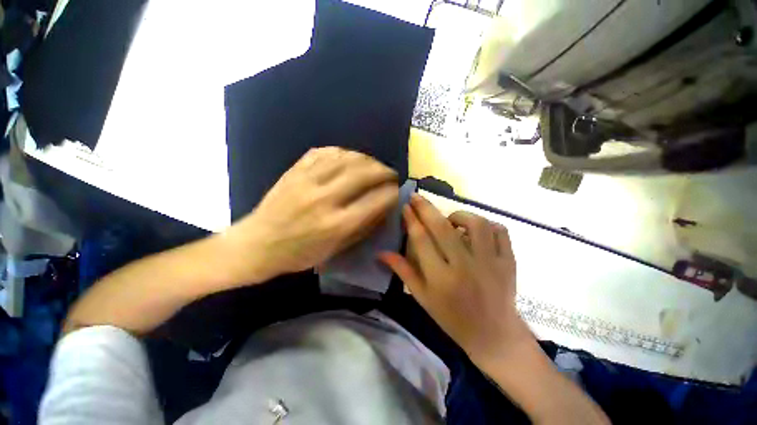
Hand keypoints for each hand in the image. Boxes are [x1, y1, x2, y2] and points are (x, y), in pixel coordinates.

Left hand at [228, 147, 398, 281]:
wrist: (257, 244)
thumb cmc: (299, 254)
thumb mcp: (337, 250)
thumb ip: (363, 227)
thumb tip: (384, 206)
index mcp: (336, 224)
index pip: (376, 200)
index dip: (392, 193)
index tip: (397, 192)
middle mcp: (324, 199)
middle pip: (365, 173)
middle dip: (385, 171)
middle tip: (390, 175)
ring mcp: (307, 180)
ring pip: (347, 157)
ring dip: (367, 159)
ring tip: (374, 166)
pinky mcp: (295, 171)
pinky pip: (326, 152)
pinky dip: (344, 152)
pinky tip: (350, 159)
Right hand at [380, 194, 529, 361]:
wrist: (494, 336)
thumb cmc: (452, 318)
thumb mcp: (423, 297)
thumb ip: (403, 271)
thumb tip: (381, 253)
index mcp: (441, 279)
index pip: (421, 240)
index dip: (412, 220)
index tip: (405, 206)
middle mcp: (465, 267)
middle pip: (443, 227)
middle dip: (426, 208)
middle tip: (417, 196)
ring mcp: (491, 263)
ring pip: (476, 224)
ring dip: (459, 215)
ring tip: (451, 220)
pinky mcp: (509, 262)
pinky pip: (500, 231)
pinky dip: (487, 224)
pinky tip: (476, 231)